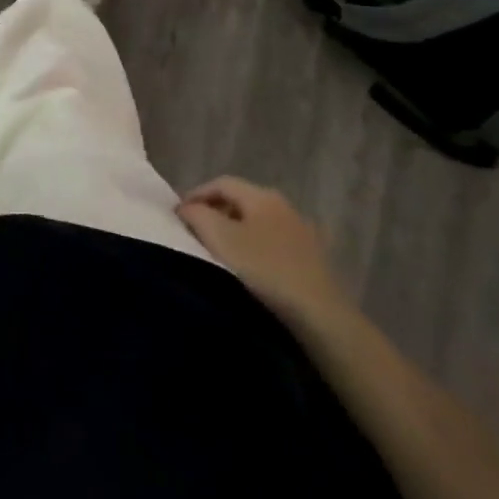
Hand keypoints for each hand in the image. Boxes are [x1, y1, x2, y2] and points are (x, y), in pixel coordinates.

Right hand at [178, 177, 343, 323]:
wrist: (320, 316)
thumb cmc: (265, 270)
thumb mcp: (220, 239)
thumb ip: (198, 215)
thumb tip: (186, 208)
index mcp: (262, 195)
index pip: (221, 183)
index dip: (197, 194)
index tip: (179, 215)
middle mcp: (284, 205)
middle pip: (241, 201)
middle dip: (215, 212)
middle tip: (195, 232)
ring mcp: (302, 232)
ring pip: (258, 223)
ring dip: (236, 232)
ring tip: (219, 253)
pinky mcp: (312, 259)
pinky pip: (274, 244)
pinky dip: (256, 249)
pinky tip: (251, 270)